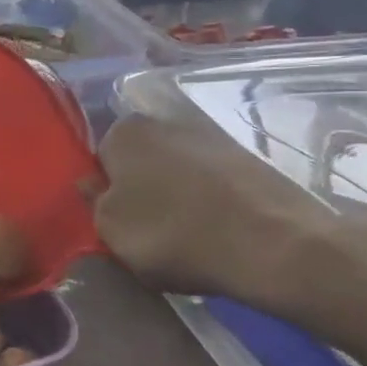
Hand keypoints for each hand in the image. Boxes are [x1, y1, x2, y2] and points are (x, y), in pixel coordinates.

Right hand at [91, 106, 335, 305]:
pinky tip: (218, 232)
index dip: (105, 193)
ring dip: (176, 197)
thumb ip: (93, 203)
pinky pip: (212, 183)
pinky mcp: (248, 159)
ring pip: (177, 171)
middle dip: (141, 191)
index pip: (100, 159)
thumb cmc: (173, 234)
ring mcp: (212, 137)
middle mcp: (165, 121)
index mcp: (125, 132)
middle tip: (147, 232)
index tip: (116, 223)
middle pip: (140, 161)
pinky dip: (210, 203)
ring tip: (186, 237)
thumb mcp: (111, 229)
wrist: (274, 244)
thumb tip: (92, 184)